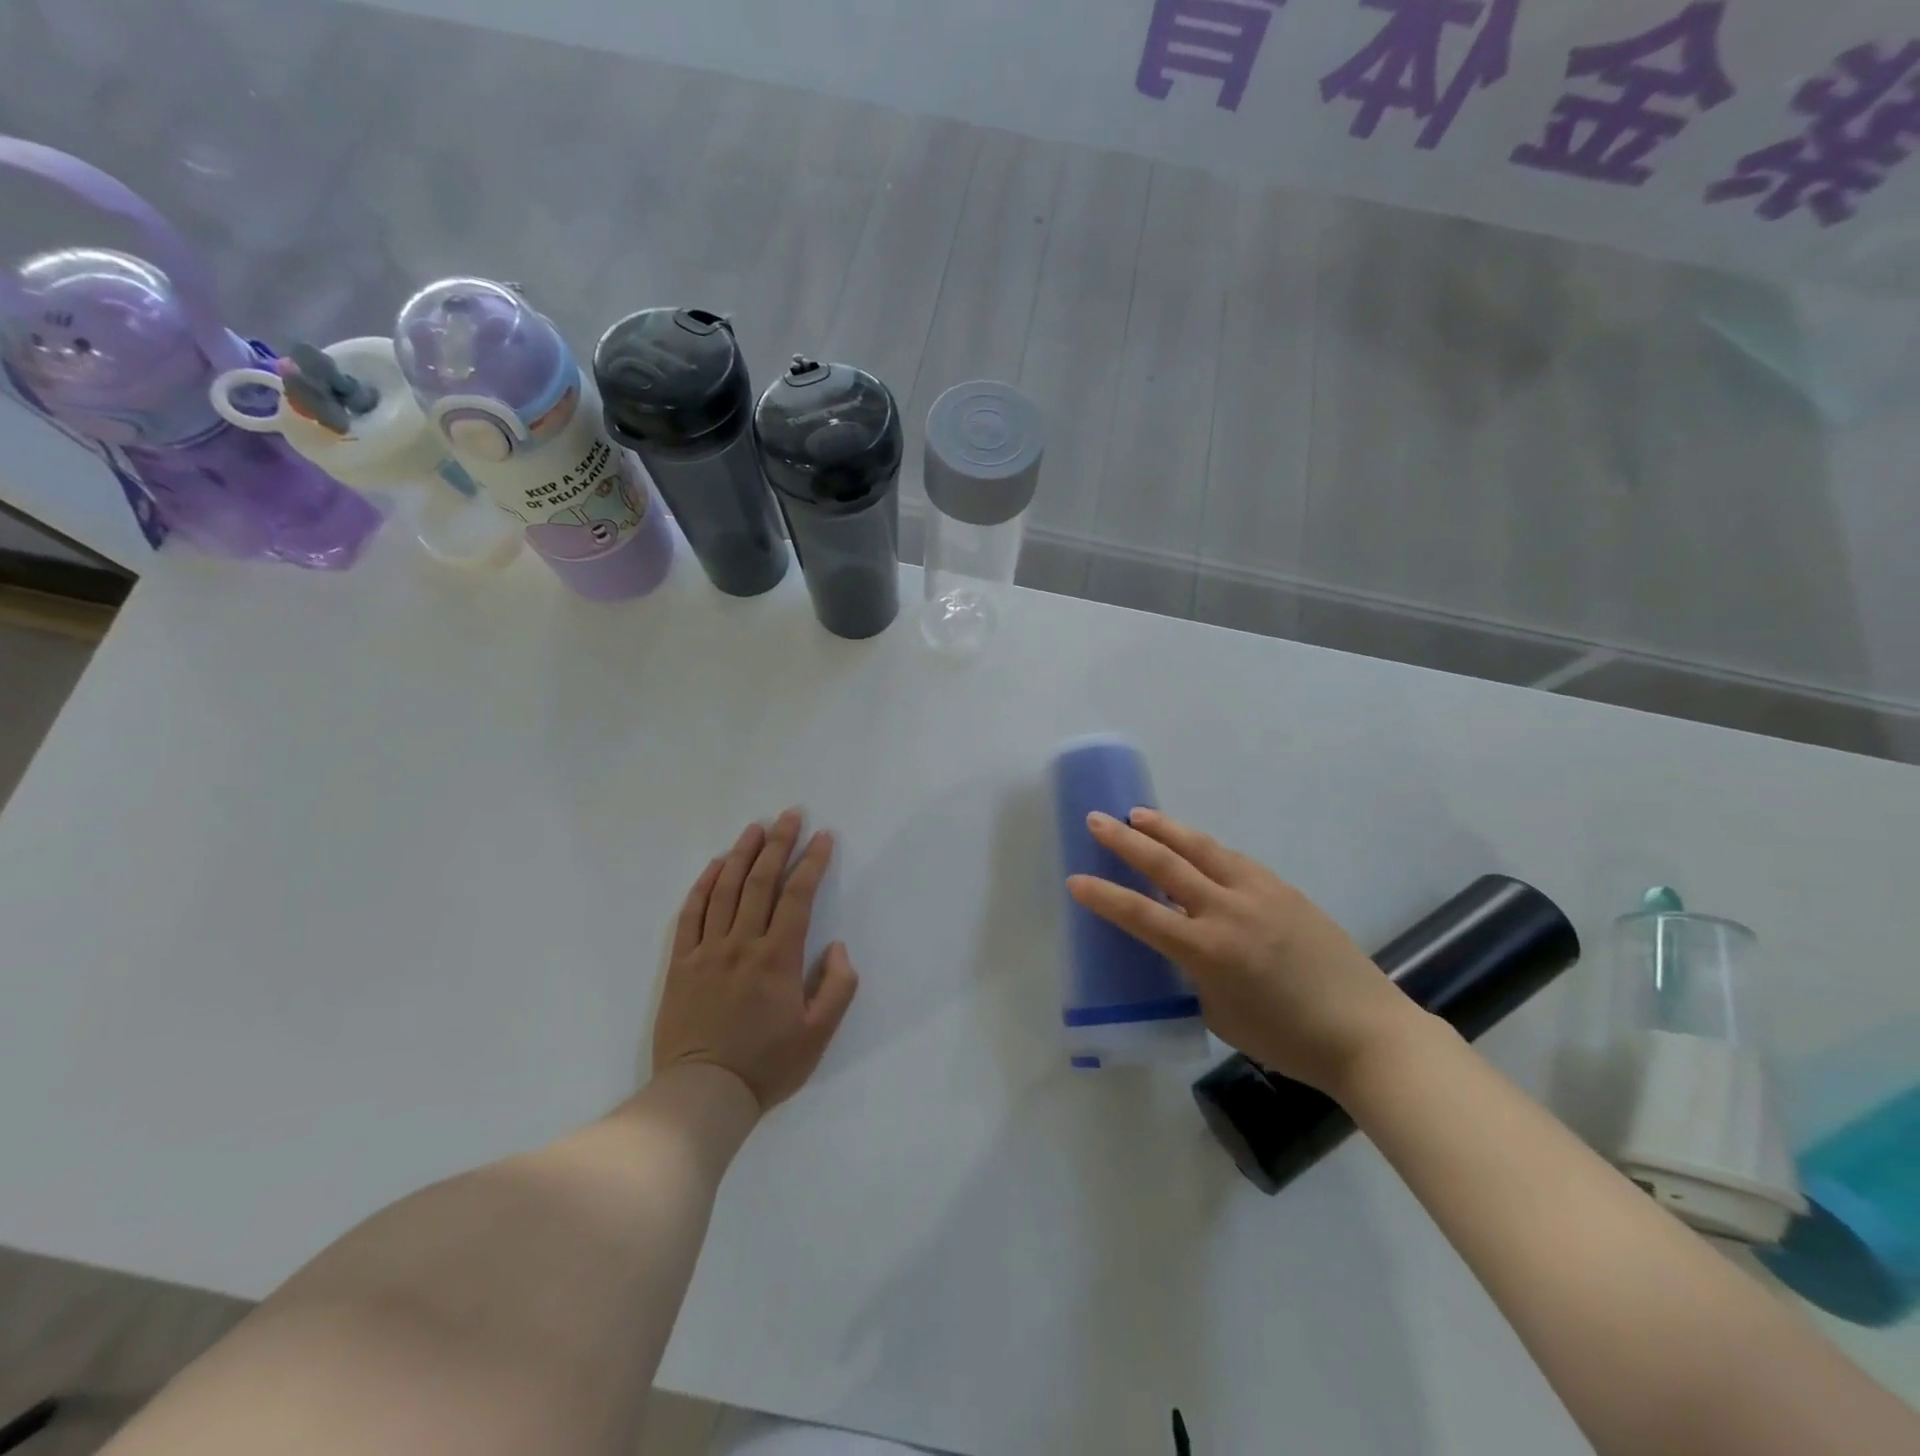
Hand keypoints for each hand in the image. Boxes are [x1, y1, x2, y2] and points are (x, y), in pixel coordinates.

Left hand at [652, 810, 859, 1111]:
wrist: (702, 1094)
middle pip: (761, 881)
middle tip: (791, 815)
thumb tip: (837, 947)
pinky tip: (714, 866)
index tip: (823, 837)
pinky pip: (691, 914)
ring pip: (725, 890)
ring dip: (741, 854)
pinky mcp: (680, 963)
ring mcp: (707, 950)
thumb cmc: (766, 1065)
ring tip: (755, 828)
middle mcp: (742, 943)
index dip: (812, 862)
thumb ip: (837, 987)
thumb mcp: (819, 1035)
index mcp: (778, 957)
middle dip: (779, 843)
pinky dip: (703, 885)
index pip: (798, 896)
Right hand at [1067, 809, 1422, 1094]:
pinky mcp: (1283, 888)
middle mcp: (1227, 911)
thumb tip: (1180, 944)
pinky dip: (1204, 847)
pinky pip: (1233, 859)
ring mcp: (1259, 893)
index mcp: (1206, 950)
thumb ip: (1191, 972)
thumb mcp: (1219, 1012)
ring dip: (1165, 829)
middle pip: (1165, 865)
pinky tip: (1193, 844)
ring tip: (1138, 814)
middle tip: (1097, 820)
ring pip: (1201, 848)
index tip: (1075, 879)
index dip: (1103, 895)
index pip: (1140, 914)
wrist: (1365, 1031)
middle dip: (1125, 840)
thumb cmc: (1285, 1038)